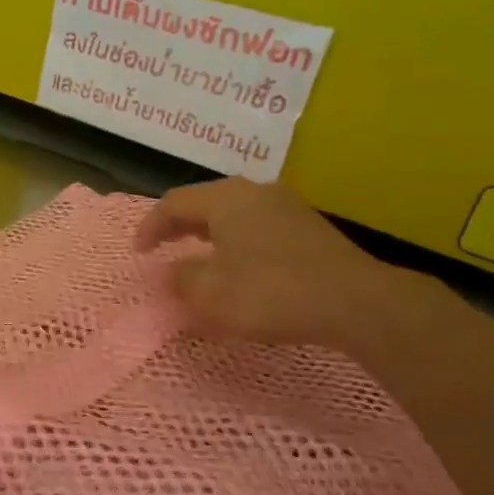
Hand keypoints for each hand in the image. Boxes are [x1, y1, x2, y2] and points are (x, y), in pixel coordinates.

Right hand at [136, 177, 423, 346]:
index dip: (150, 226)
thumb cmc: (272, 293)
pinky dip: (235, 240)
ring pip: (233, 212)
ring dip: (208, 232)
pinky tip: (238, 265)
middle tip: (162, 247)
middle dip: (179, 225)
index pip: (174, 202)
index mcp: (226, 199)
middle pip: (205, 201)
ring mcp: (286, 207)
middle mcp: (255, 192)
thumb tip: (175, 271)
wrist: (355, 302)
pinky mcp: (307, 227)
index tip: (138, 253)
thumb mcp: (211, 293)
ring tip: (196, 255)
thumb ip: (182, 279)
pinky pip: (256, 226)